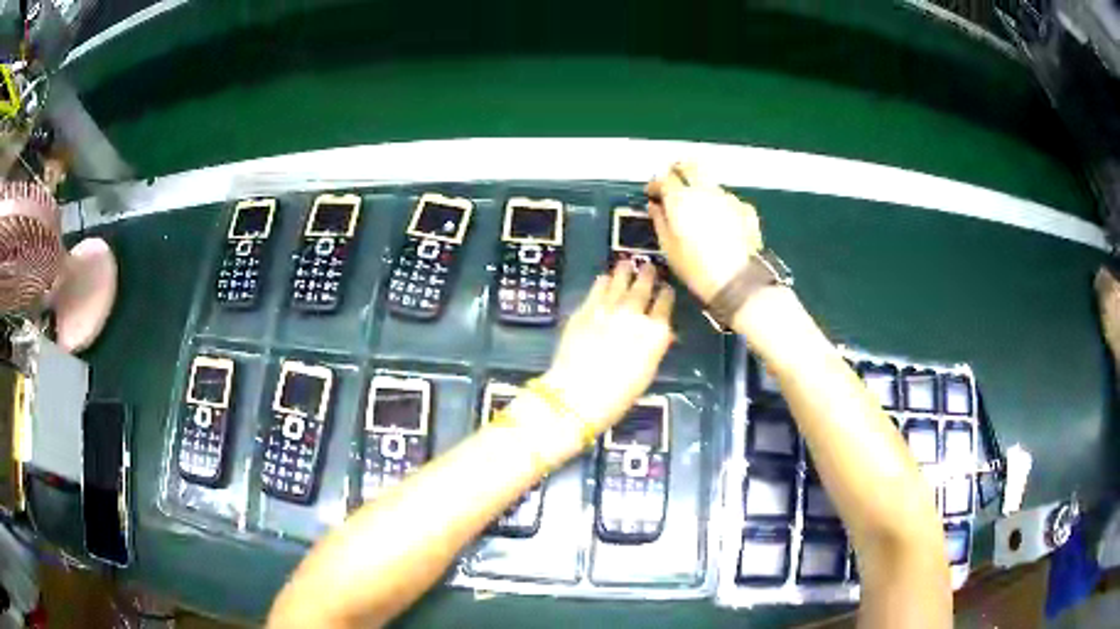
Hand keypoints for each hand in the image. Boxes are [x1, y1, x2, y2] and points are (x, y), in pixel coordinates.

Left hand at [541, 263, 674, 433]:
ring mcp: (608, 308)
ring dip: (625, 272)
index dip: (666, 294)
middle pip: (643, 287)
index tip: (666, 290)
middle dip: (647, 275)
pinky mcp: (585, 309)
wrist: (577, 394)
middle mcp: (634, 313)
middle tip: (648, 266)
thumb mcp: (646, 372)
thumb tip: (658, 334)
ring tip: (627, 263)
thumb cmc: (618, 395)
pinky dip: (603, 281)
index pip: (665, 304)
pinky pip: (597, 288)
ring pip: (619, 281)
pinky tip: (604, 278)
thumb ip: (654, 347)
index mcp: (655, 332)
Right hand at [645, 162, 763, 302]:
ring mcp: (729, 198)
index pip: (664, 178)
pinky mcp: (746, 209)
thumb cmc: (697, 268)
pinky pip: (728, 200)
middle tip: (674, 181)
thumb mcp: (668, 248)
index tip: (652, 193)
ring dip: (702, 188)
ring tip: (699, 207)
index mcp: (681, 198)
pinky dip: (721, 205)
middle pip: (691, 165)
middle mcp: (705, 191)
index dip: (656, 184)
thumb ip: (660, 221)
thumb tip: (656, 207)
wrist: (738, 281)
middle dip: (679, 169)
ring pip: (711, 182)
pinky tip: (721, 222)